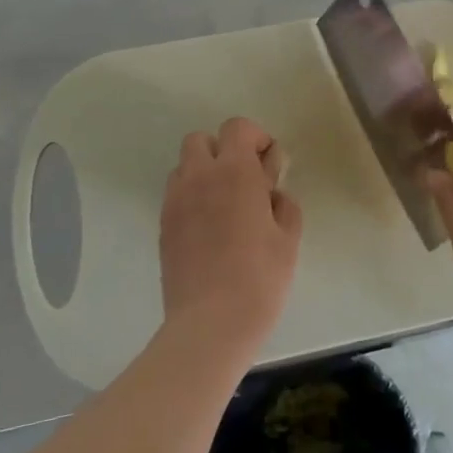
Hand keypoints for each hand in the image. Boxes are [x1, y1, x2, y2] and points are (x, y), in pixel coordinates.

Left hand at [159, 117, 302, 361]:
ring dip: (204, 173)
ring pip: (185, 167)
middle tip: (246, 182)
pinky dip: (192, 198)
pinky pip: (176, 196)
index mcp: (235, 171)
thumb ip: (284, 204)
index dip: (257, 138)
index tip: (270, 167)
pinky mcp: (163, 227)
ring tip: (225, 205)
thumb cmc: (260, 277)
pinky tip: (210, 228)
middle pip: (201, 140)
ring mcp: (176, 202)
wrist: (211, 324)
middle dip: (224, 151)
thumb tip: (272, 194)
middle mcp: (200, 177)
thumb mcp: (288, 238)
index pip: (237, 128)